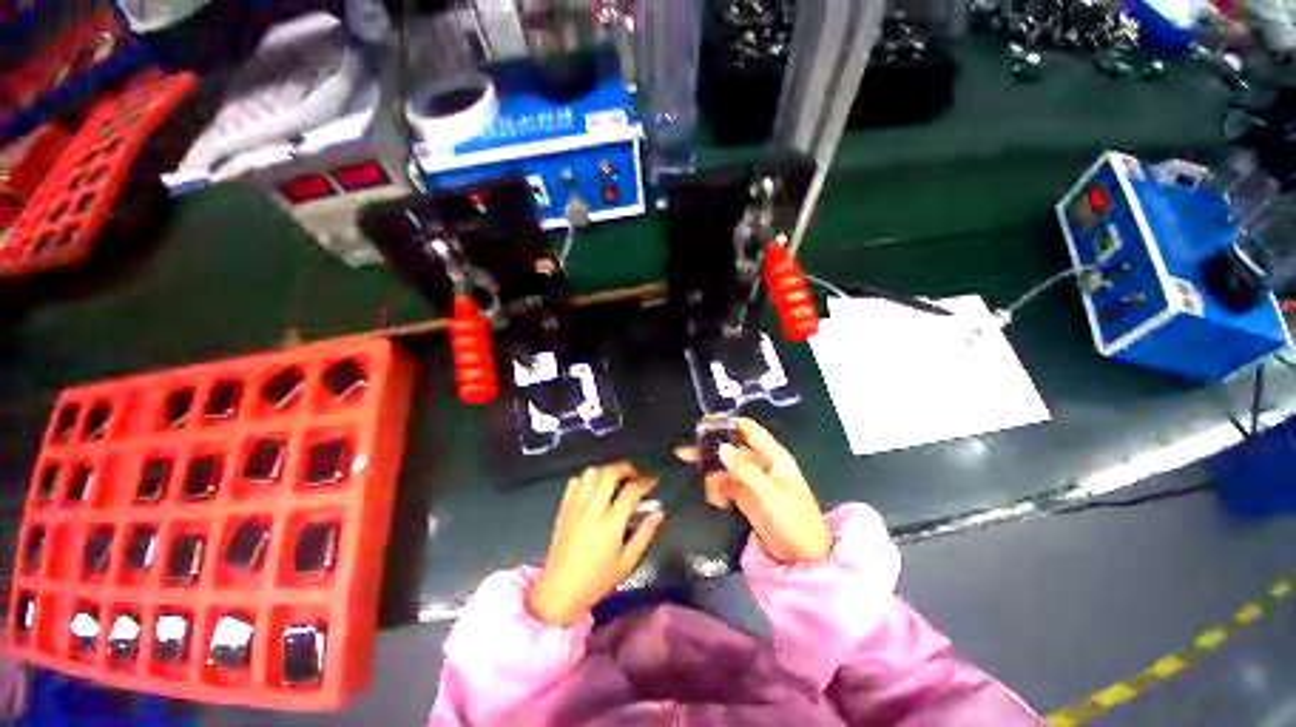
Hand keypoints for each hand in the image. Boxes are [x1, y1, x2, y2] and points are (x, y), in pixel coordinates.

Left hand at [527, 462, 664, 625]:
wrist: (558, 591)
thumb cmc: (596, 580)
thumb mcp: (627, 562)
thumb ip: (644, 534)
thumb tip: (659, 512)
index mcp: (611, 522)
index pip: (632, 490)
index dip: (646, 481)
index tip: (654, 480)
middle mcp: (593, 507)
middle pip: (610, 472)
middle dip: (626, 468)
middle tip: (635, 475)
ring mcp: (576, 505)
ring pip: (592, 472)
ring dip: (606, 471)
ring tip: (615, 481)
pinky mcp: (564, 507)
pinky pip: (576, 481)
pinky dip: (587, 479)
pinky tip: (594, 489)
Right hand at [677, 418, 830, 564]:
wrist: (802, 560)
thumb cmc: (792, 521)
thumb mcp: (768, 494)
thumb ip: (744, 469)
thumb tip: (721, 447)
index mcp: (772, 456)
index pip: (748, 429)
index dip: (727, 423)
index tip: (702, 425)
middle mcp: (760, 463)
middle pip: (731, 447)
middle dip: (710, 450)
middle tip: (684, 453)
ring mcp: (752, 480)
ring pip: (725, 468)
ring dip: (713, 477)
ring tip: (711, 494)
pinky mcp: (745, 496)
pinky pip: (725, 485)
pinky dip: (717, 491)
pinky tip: (716, 502)